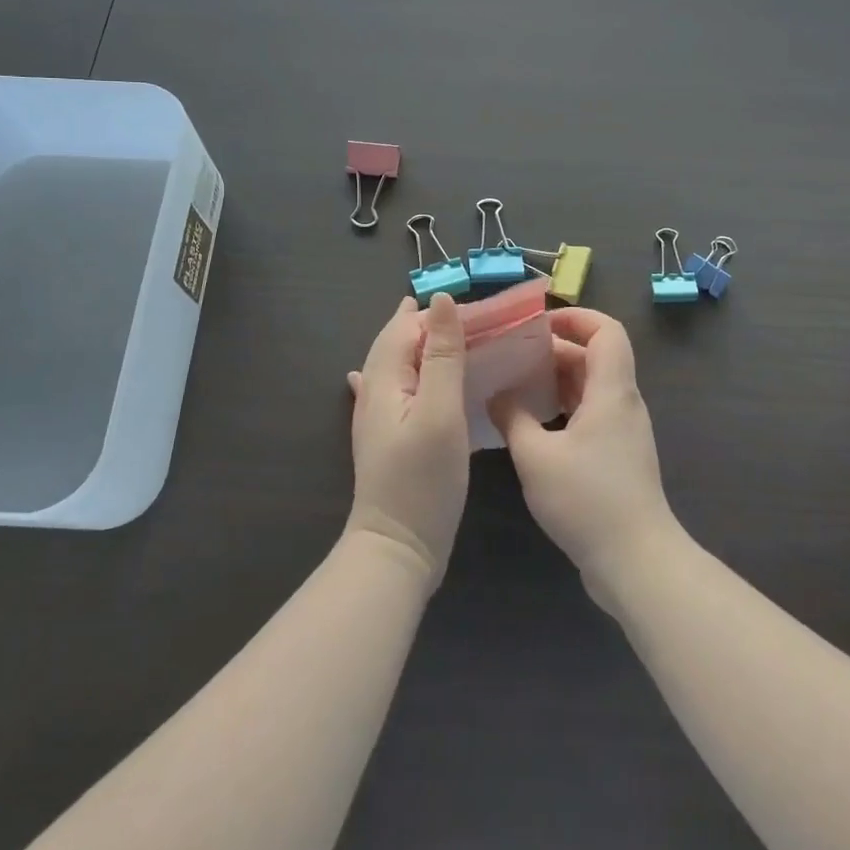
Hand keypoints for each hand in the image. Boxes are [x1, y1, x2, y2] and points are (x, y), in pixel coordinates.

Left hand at [344, 294, 470, 591]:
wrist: (397, 549)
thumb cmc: (423, 478)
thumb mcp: (440, 411)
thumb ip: (442, 355)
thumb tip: (441, 300)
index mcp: (384, 378)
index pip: (404, 327)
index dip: (435, 312)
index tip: (475, 308)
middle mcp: (374, 392)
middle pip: (395, 343)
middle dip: (422, 323)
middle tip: (462, 313)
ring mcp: (376, 418)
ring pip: (394, 365)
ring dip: (415, 345)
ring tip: (440, 333)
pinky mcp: (386, 439)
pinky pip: (394, 390)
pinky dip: (402, 373)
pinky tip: (385, 375)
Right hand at [488, 308, 683, 611]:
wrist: (635, 562)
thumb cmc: (587, 500)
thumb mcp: (536, 456)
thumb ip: (513, 418)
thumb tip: (496, 394)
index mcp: (611, 391)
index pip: (606, 331)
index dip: (576, 317)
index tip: (538, 324)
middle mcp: (622, 403)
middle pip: (594, 357)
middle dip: (554, 350)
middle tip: (512, 355)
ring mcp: (622, 431)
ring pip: (590, 387)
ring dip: (556, 380)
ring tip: (514, 383)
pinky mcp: (617, 456)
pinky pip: (589, 413)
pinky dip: (562, 407)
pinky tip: (530, 422)